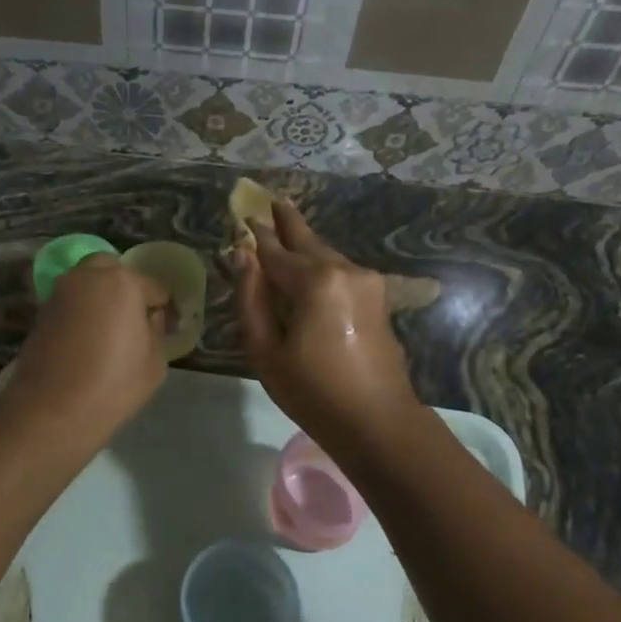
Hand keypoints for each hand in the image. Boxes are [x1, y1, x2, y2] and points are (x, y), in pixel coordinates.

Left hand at [1, 255, 170, 436]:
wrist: (52, 411)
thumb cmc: (113, 386)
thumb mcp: (155, 363)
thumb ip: (156, 331)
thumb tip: (149, 319)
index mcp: (122, 283)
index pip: (153, 287)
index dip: (162, 307)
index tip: (165, 327)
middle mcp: (87, 277)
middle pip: (112, 269)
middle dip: (125, 286)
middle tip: (133, 317)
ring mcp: (59, 292)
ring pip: (86, 281)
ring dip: (99, 295)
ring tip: (108, 328)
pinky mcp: (41, 312)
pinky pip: (70, 301)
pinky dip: (80, 310)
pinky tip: (86, 338)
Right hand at [234, 200, 418, 447]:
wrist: (377, 421)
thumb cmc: (313, 392)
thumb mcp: (265, 351)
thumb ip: (251, 299)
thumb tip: (243, 257)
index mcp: (315, 282)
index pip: (275, 253)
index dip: (256, 238)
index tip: (243, 216)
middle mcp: (344, 271)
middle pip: (308, 242)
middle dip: (288, 222)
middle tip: (273, 199)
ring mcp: (367, 282)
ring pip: (327, 254)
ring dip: (305, 243)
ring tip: (286, 225)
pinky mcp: (377, 298)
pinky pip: (340, 271)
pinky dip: (320, 263)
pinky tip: (310, 263)